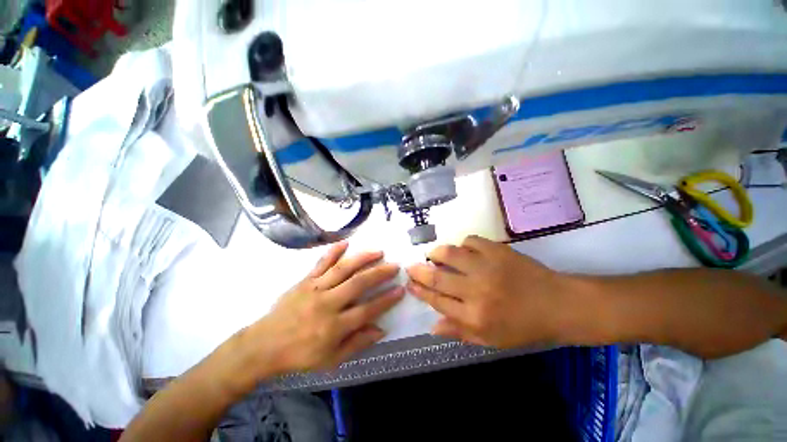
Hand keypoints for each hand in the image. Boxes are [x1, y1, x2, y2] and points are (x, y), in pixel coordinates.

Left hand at [240, 242, 403, 376]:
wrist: (264, 345)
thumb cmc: (300, 355)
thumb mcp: (331, 360)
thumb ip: (357, 344)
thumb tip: (381, 329)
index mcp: (334, 326)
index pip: (367, 310)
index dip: (386, 300)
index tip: (400, 289)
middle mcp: (327, 304)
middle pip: (358, 284)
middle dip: (379, 273)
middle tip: (395, 265)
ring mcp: (315, 289)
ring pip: (343, 269)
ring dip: (362, 258)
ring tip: (378, 251)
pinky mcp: (305, 281)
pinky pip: (321, 263)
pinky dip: (333, 251)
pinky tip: (346, 242)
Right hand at [406, 235, 574, 347]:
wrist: (558, 304)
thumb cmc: (524, 327)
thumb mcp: (491, 339)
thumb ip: (459, 332)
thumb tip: (432, 326)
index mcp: (474, 316)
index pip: (436, 300)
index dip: (419, 290)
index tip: (410, 283)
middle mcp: (476, 290)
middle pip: (437, 276)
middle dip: (418, 270)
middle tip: (411, 266)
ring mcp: (487, 267)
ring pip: (450, 253)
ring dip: (436, 252)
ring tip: (433, 254)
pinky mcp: (497, 250)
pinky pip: (470, 241)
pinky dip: (463, 244)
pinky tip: (465, 250)